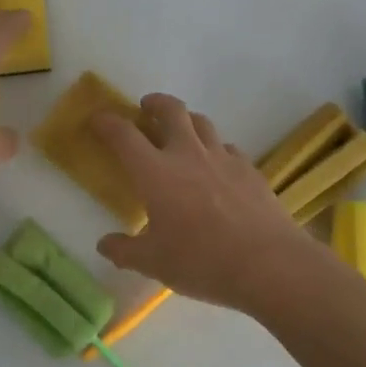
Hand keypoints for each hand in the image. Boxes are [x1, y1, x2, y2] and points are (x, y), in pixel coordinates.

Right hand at [92, 94, 322, 312]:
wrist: (268, 263)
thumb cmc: (201, 261)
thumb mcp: (154, 263)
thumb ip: (125, 251)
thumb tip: (104, 244)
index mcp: (155, 172)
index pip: (124, 135)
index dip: (107, 122)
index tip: (97, 118)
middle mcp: (187, 154)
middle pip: (171, 110)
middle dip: (155, 103)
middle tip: (146, 108)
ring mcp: (222, 158)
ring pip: (202, 122)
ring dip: (187, 120)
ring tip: (181, 132)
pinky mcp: (249, 168)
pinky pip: (227, 147)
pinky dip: (215, 148)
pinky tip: (217, 166)